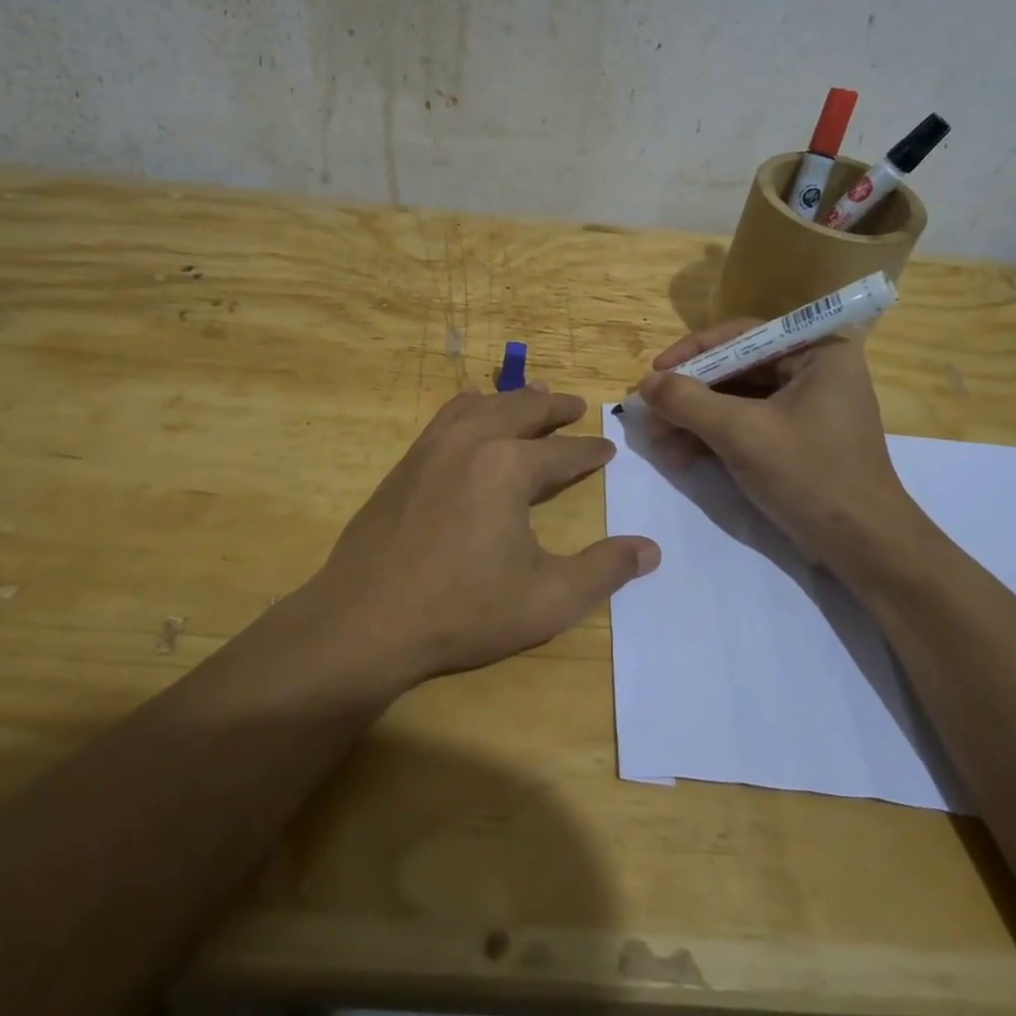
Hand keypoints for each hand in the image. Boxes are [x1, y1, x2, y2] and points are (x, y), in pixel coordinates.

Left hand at [293, 384, 659, 686]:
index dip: (590, 452)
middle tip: (576, 406)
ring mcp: (432, 447)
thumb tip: (650, 550)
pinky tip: (471, 411)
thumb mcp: (547, 600)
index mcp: (509, 467)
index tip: (606, 449)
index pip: (563, 452)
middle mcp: (472, 442)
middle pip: (522, 409)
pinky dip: (470, 406)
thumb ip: (603, 570)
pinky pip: (446, 416)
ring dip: (512, 398)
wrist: (365, 620)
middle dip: (554, 407)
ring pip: (481, 405)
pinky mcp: (406, 463)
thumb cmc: (463, 611)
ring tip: (532, 395)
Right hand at [635, 323, 921, 564]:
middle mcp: (815, 371)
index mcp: (819, 353)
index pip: (744, 335)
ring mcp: (806, 408)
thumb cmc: (810, 475)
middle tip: (651, 414)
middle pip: (736, 368)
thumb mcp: (742, 433)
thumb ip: (688, 401)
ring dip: (695, 420)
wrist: (864, 548)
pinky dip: (713, 437)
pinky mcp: (797, 440)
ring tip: (660, 444)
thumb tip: (645, 383)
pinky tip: (682, 457)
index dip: (694, 351)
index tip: (655, 373)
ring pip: (736, 400)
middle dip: (690, 395)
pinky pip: (746, 425)